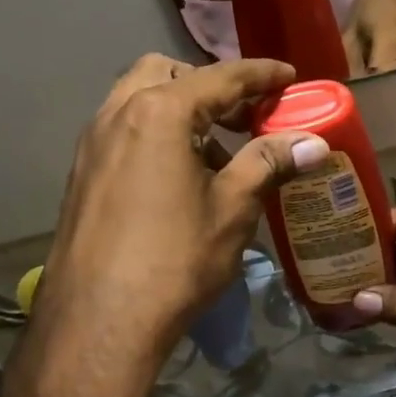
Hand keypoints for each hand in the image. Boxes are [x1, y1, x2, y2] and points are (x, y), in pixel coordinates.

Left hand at [32, 55, 326, 396]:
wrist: (99, 322)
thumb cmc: (174, 260)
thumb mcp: (232, 209)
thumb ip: (269, 163)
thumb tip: (313, 142)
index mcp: (159, 112)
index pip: (220, 78)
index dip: (260, 75)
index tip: (289, 77)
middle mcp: (118, 114)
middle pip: (168, 74)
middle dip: (210, 86)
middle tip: (245, 117)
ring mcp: (93, 143)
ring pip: (140, 101)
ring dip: (182, 111)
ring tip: (218, 154)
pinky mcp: (83, 173)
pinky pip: (125, 131)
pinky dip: (157, 134)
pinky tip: (181, 179)